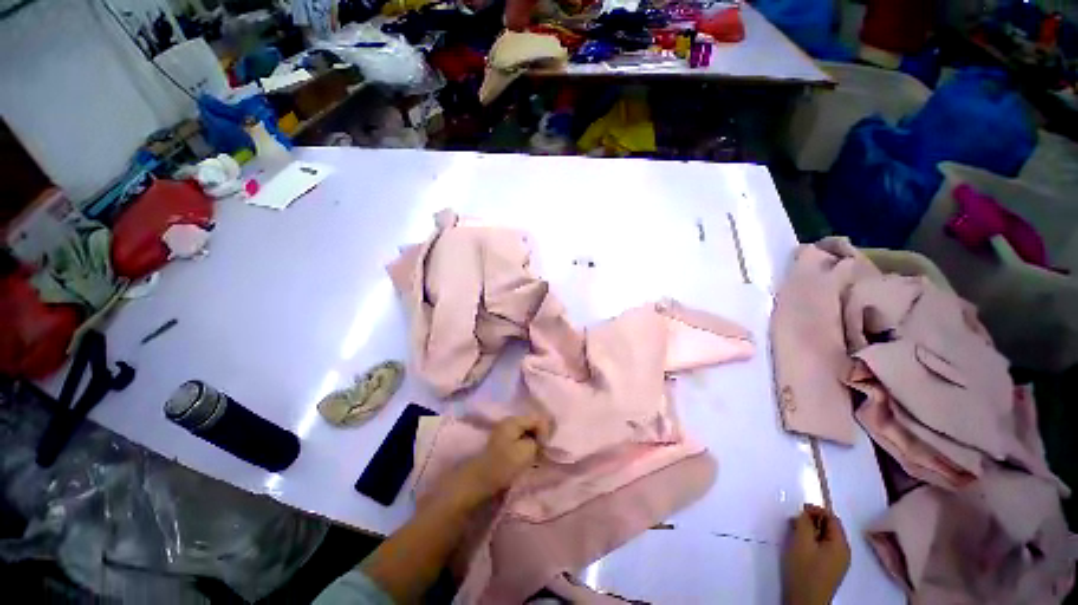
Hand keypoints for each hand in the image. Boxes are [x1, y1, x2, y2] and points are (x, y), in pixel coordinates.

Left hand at [452, 414, 549, 507]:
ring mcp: (505, 432)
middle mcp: (509, 422)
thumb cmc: (504, 464)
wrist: (480, 482)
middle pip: (532, 424)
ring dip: (534, 442)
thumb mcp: (527, 450)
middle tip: (543, 451)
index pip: (537, 418)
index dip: (545, 431)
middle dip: (540, 436)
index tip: (546, 447)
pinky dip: (527, 447)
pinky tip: (528, 457)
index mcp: (514, 420)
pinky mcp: (503, 444)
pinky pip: (521, 440)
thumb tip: (541, 438)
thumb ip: (538, 439)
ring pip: (527, 433)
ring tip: (537, 455)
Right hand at [782, 504, 849, 604]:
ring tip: (795, 532)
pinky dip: (812, 542)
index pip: (832, 518)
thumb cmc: (804, 570)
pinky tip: (800, 546)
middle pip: (830, 528)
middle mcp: (843, 552)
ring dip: (811, 531)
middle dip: (813, 521)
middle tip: (794, 521)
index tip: (799, 509)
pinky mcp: (829, 569)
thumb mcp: (801, 542)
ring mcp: (837, 562)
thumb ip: (804, 523)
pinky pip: (823, 548)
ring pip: (825, 538)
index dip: (816, 510)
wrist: (805, 601)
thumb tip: (806, 512)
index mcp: (840, 545)